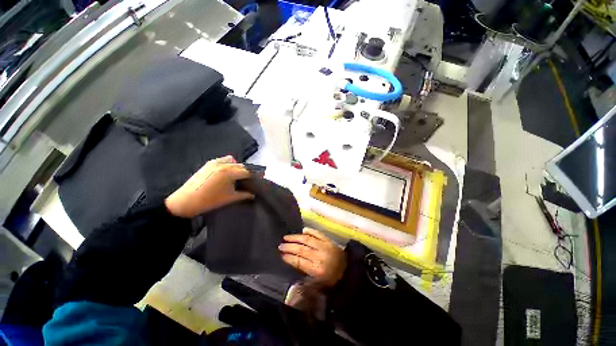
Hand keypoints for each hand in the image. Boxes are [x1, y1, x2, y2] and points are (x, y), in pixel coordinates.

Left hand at [165, 156, 253, 217]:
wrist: (185, 201)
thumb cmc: (209, 201)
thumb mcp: (230, 198)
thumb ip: (244, 195)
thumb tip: (254, 194)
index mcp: (229, 173)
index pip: (247, 171)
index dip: (256, 174)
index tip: (262, 177)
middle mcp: (223, 164)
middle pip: (241, 165)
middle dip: (248, 171)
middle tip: (252, 178)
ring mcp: (215, 162)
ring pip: (233, 161)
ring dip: (239, 166)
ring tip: (239, 175)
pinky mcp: (208, 163)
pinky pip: (223, 160)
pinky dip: (229, 164)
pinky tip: (228, 173)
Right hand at [279, 228, 345, 286]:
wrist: (349, 270)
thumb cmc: (332, 279)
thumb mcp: (319, 285)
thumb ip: (306, 283)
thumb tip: (293, 279)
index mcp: (317, 270)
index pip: (299, 262)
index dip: (289, 258)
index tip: (281, 255)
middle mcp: (319, 256)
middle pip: (302, 249)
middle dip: (289, 247)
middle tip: (281, 245)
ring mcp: (324, 246)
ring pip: (307, 239)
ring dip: (296, 237)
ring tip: (286, 237)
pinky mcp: (329, 240)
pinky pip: (317, 233)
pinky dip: (310, 231)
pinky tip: (303, 230)